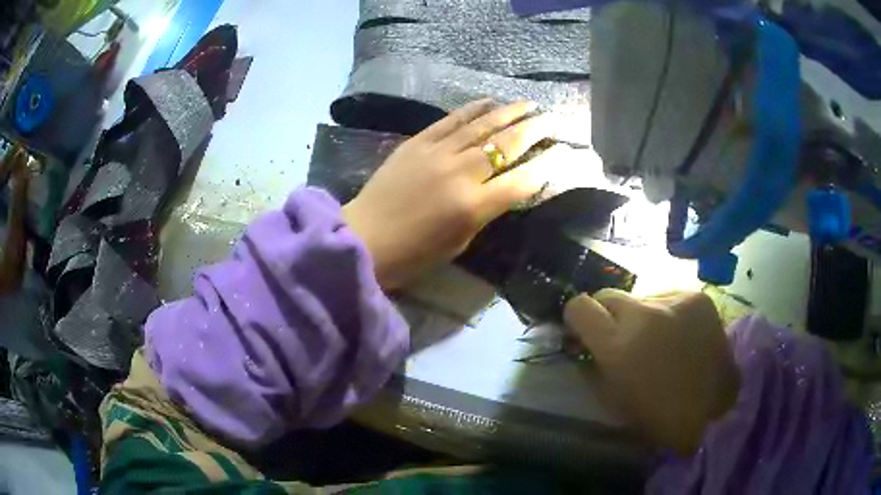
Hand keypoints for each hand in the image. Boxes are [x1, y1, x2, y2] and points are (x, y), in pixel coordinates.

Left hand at [343, 100, 560, 289]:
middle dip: (535, 130)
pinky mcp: (417, 142)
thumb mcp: (460, 242)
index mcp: (474, 206)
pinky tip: (489, 101)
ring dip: (509, 112)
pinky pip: (451, 120)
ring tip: (528, 104)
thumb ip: (487, 211)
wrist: (365, 237)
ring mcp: (437, 152)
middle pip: (507, 145)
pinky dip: (473, 109)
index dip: (545, 167)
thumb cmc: (414, 253)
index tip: (560, 154)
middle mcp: (461, 173)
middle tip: (553, 119)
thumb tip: (507, 187)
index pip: (522, 181)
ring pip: (482, 125)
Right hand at [564, 290, 739, 454]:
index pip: (580, 307)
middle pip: (609, 295)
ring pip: (641, 297)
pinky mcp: (697, 296)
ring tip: (659, 341)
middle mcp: (645, 314)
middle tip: (621, 338)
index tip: (583, 331)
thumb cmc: (658, 417)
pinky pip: (668, 297)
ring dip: (642, 316)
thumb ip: (593, 367)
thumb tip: (582, 344)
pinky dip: (666, 314)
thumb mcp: (613, 401)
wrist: (715, 411)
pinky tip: (680, 336)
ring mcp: (675, 300)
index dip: (576, 318)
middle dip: (608, 315)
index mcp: (619, 347)